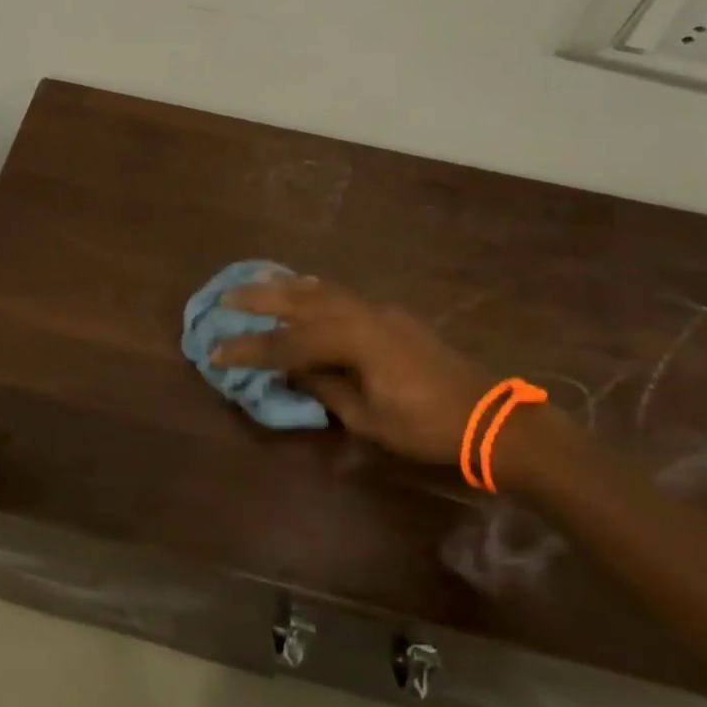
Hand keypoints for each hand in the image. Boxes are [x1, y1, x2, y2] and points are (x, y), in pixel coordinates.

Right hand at [211, 276, 491, 463]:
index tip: (217, 350)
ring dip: (287, 286)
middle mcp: (362, 314)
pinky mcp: (391, 315)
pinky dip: (315, 289)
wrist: (488, 414)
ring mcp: (379, 310)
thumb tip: (294, 372)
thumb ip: (327, 388)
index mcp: (354, 340)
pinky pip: (342, 294)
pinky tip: (306, 289)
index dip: (251, 348)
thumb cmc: (426, 426)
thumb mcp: (369, 418)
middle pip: (301, 302)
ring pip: (323, 290)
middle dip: (261, 299)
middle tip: (226, 296)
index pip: (289, 343)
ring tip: (258, 280)